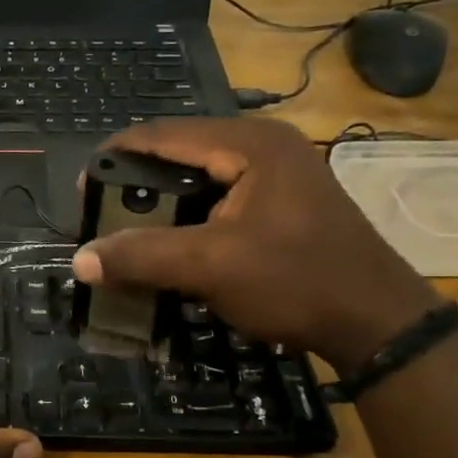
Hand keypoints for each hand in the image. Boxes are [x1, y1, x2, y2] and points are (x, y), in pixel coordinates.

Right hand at [73, 118, 441, 370]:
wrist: (378, 323)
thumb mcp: (211, 266)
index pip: (163, 134)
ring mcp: (277, 173)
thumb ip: (142, 256)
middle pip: (179, 153)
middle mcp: (263, 145)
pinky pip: (218, 197)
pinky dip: (188, 216)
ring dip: (161, 203)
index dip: (115, 156)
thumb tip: (80, 259)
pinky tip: (170, 243)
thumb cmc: (295, 281)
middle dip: (136, 182)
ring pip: (197, 177)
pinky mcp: (281, 201)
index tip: (82, 187)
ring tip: (127, 230)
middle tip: (102, 214)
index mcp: (249, 143)